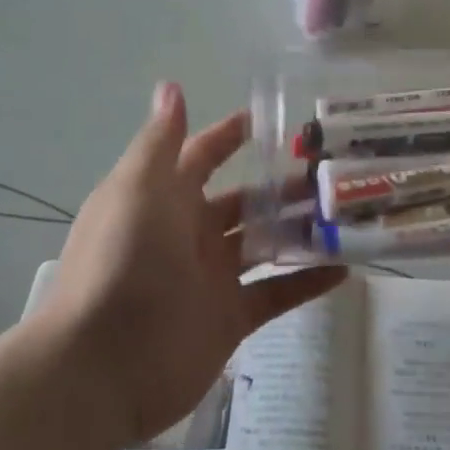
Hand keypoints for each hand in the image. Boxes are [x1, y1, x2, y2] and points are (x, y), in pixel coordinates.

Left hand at [40, 83, 346, 446]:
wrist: (101, 364)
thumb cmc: (122, 260)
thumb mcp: (138, 188)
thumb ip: (163, 140)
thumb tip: (171, 86)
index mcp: (164, 198)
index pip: (202, 157)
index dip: (230, 137)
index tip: (273, 120)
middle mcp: (189, 233)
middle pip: (244, 201)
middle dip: (282, 186)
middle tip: (332, 171)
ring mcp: (211, 277)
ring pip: (266, 243)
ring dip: (302, 229)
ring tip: (347, 211)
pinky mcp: (230, 318)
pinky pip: (277, 293)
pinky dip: (308, 281)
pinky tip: (345, 268)